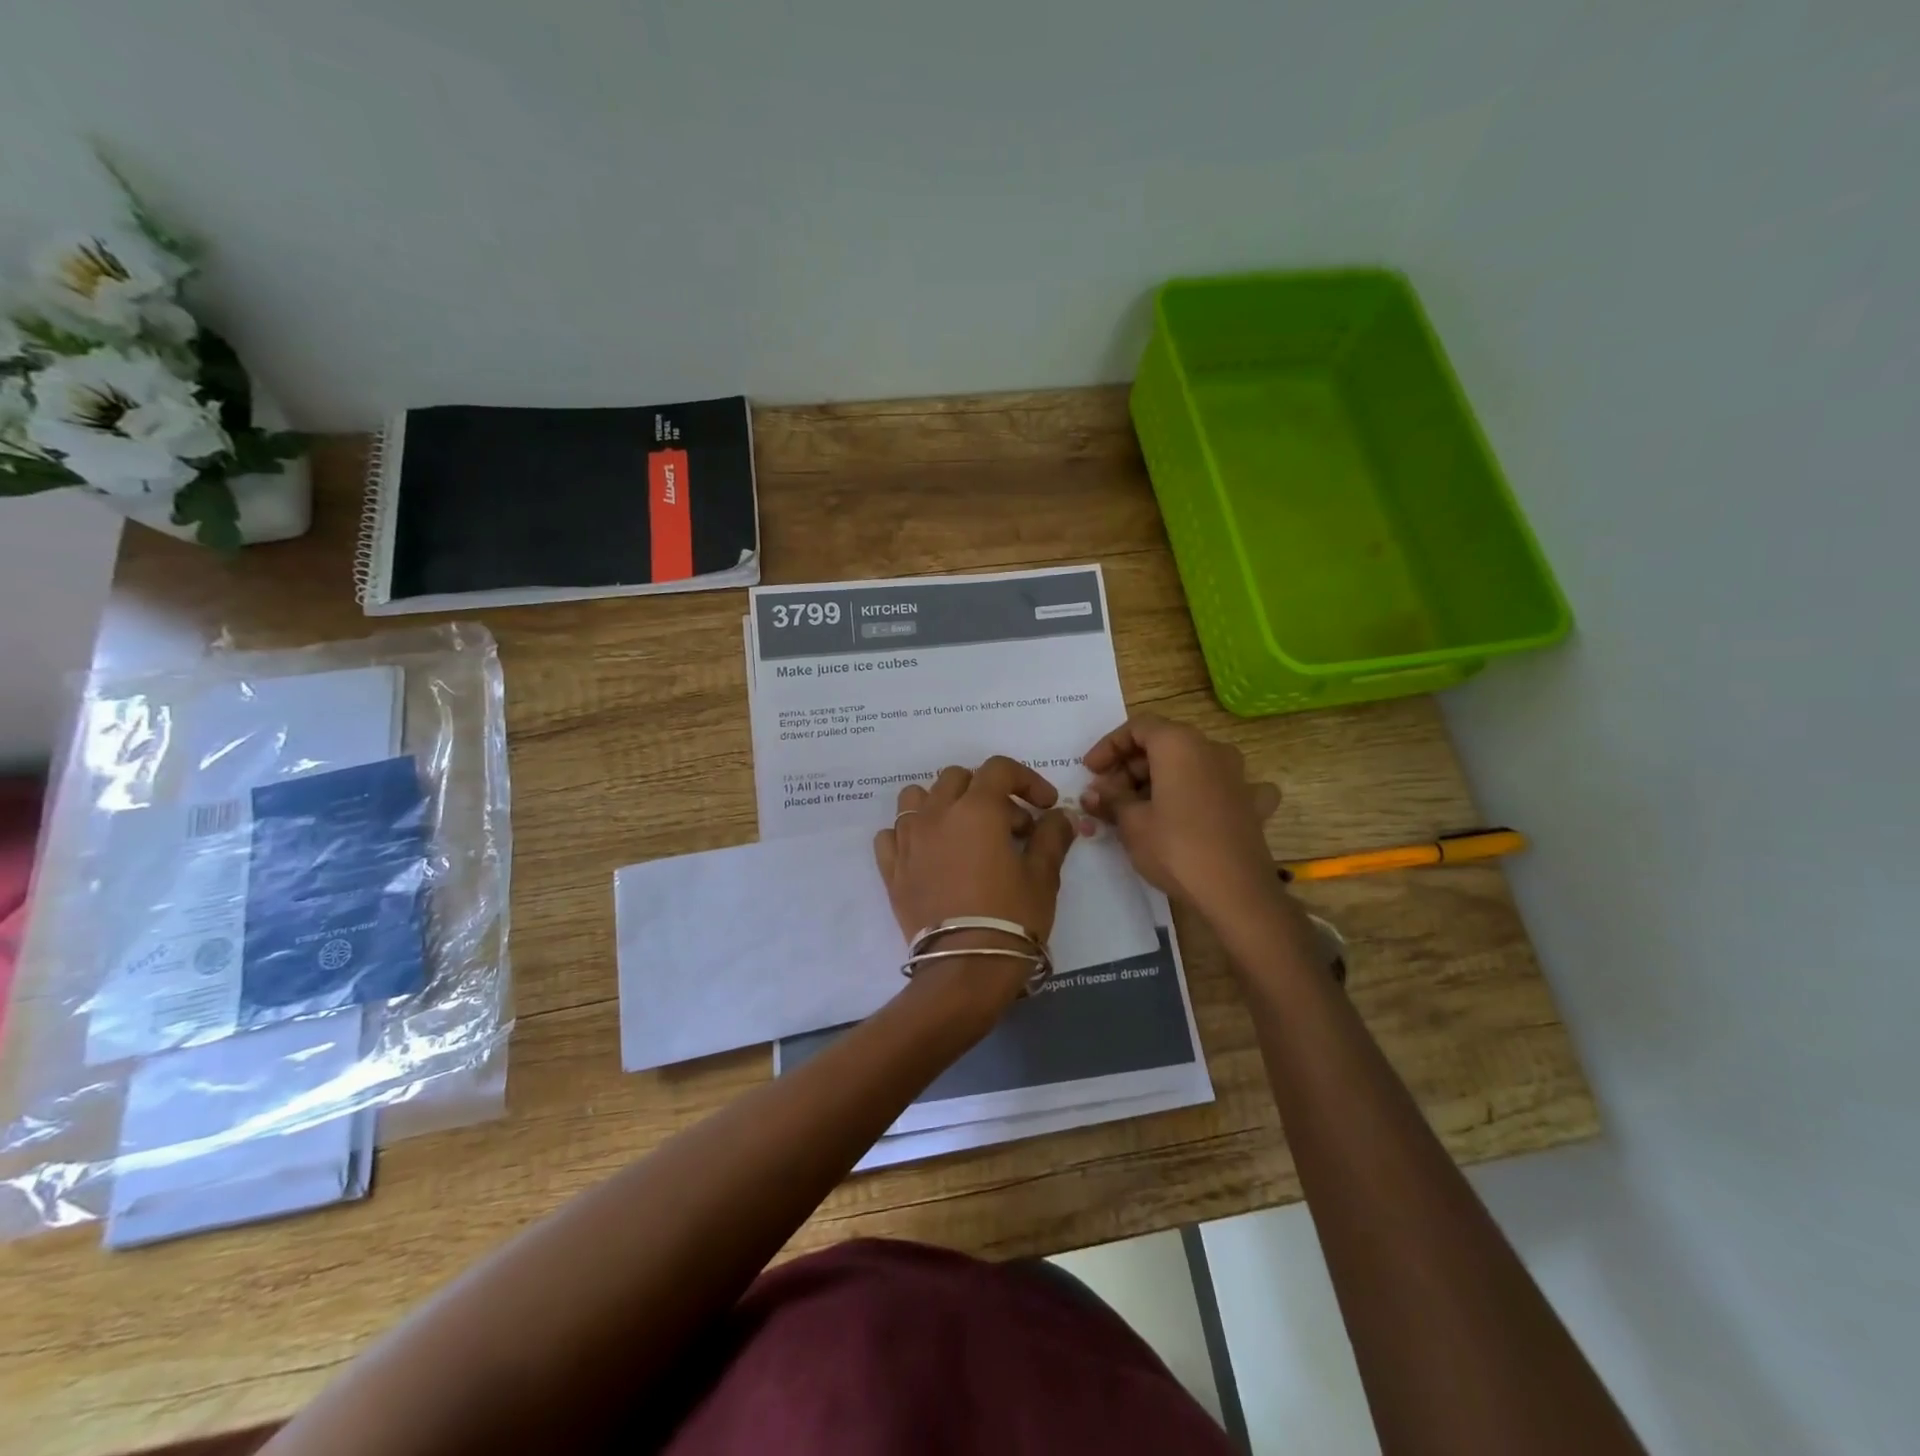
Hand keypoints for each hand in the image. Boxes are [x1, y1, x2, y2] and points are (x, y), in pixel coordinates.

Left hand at [873, 756, 1078, 1003]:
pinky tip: (929, 853)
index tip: (1045, 806)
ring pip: (916, 797)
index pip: (999, 769)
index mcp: (976, 809)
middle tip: (1010, 827)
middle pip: (957, 778)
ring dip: (942, 803)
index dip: (1027, 780)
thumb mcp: (1043, 876)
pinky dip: (910, 833)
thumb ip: (1052, 837)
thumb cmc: (1011, 917)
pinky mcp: (891, 869)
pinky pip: (891, 834)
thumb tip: (1061, 816)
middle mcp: (936, 814)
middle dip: (987, 792)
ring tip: (963, 832)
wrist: (964, 968)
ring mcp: (907, 840)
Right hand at [1081, 715, 1281, 922]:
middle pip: (1164, 744)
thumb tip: (1093, 792)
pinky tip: (1195, 811)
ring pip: (1191, 764)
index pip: (1137, 728)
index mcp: (1180, 744)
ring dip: (1161, 780)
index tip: (1090, 771)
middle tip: (1107, 796)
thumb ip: (1110, 799)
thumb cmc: (1176, 849)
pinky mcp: (1251, 803)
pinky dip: (1201, 794)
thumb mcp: (1131, 823)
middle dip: (1131, 767)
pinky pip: (1221, 787)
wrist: (1236, 893)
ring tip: (1136, 808)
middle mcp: (1212, 749)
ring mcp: (1237, 775)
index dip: (1108, 746)